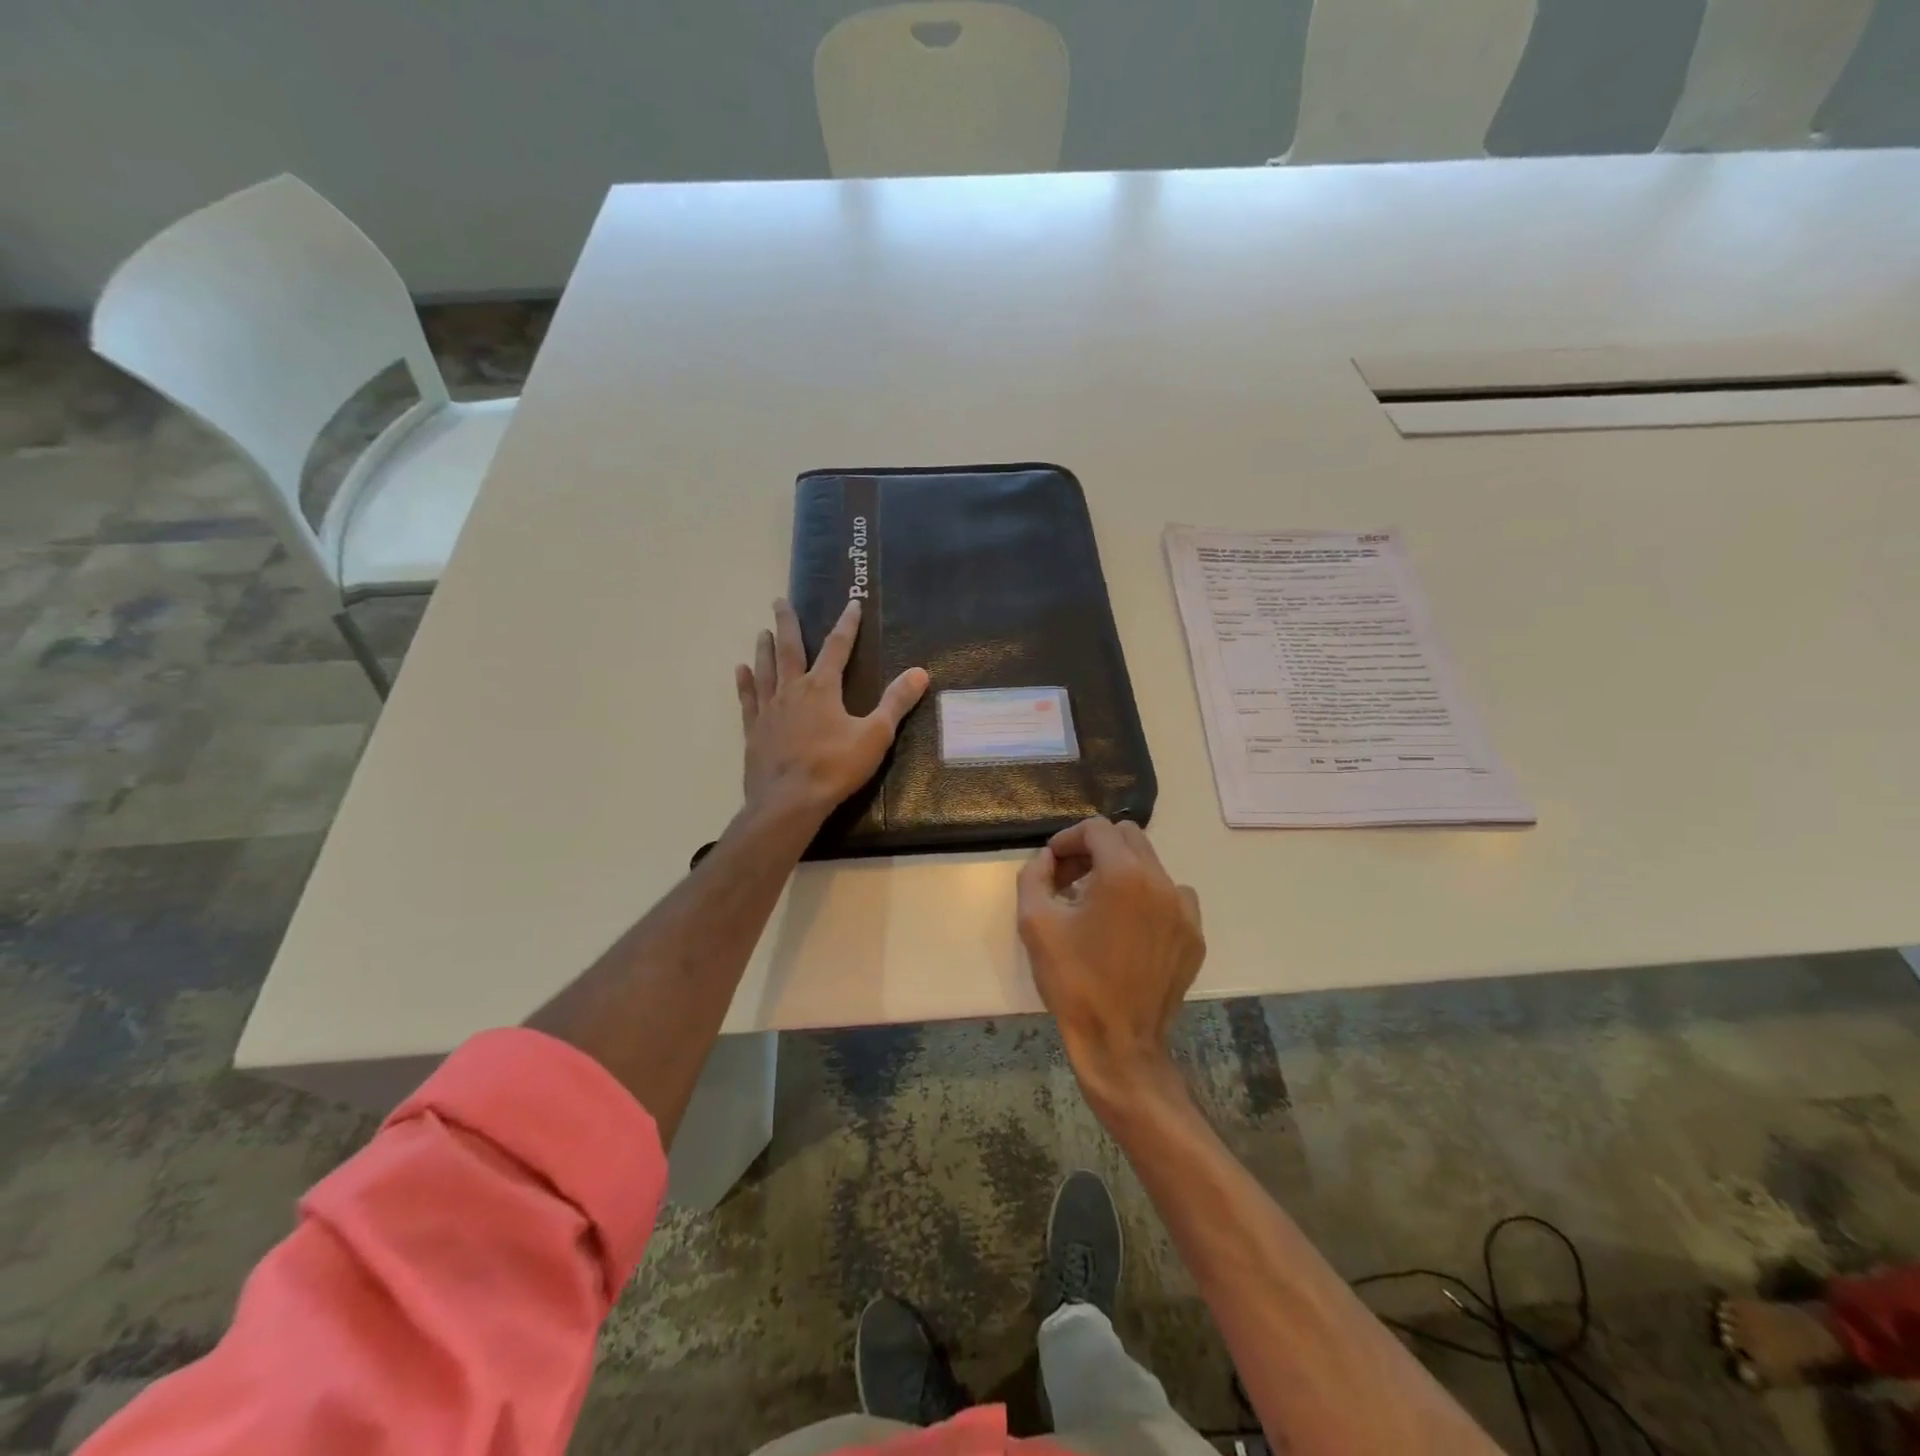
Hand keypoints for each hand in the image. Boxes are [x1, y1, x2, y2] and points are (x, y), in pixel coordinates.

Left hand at [735, 598, 928, 819]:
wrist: (789, 802)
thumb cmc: (835, 767)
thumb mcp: (875, 735)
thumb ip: (896, 702)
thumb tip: (920, 672)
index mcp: (822, 688)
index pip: (838, 647)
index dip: (847, 624)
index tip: (851, 603)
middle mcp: (792, 690)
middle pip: (788, 648)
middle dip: (787, 623)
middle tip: (779, 600)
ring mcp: (769, 710)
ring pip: (766, 669)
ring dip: (764, 648)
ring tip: (762, 631)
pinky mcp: (754, 730)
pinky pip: (748, 699)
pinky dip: (745, 682)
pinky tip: (741, 670)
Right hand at [1017, 817, 1204, 1104]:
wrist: (1119, 1044)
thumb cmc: (1073, 982)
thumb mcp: (1035, 924)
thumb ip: (1034, 876)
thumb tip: (1047, 859)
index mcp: (1124, 875)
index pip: (1097, 829)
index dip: (1069, 838)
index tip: (1052, 862)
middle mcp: (1161, 882)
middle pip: (1128, 838)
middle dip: (1095, 849)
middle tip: (1070, 878)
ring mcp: (1184, 910)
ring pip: (1151, 865)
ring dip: (1121, 871)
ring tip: (1097, 904)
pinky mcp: (1194, 935)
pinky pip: (1170, 896)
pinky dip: (1146, 897)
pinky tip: (1127, 927)